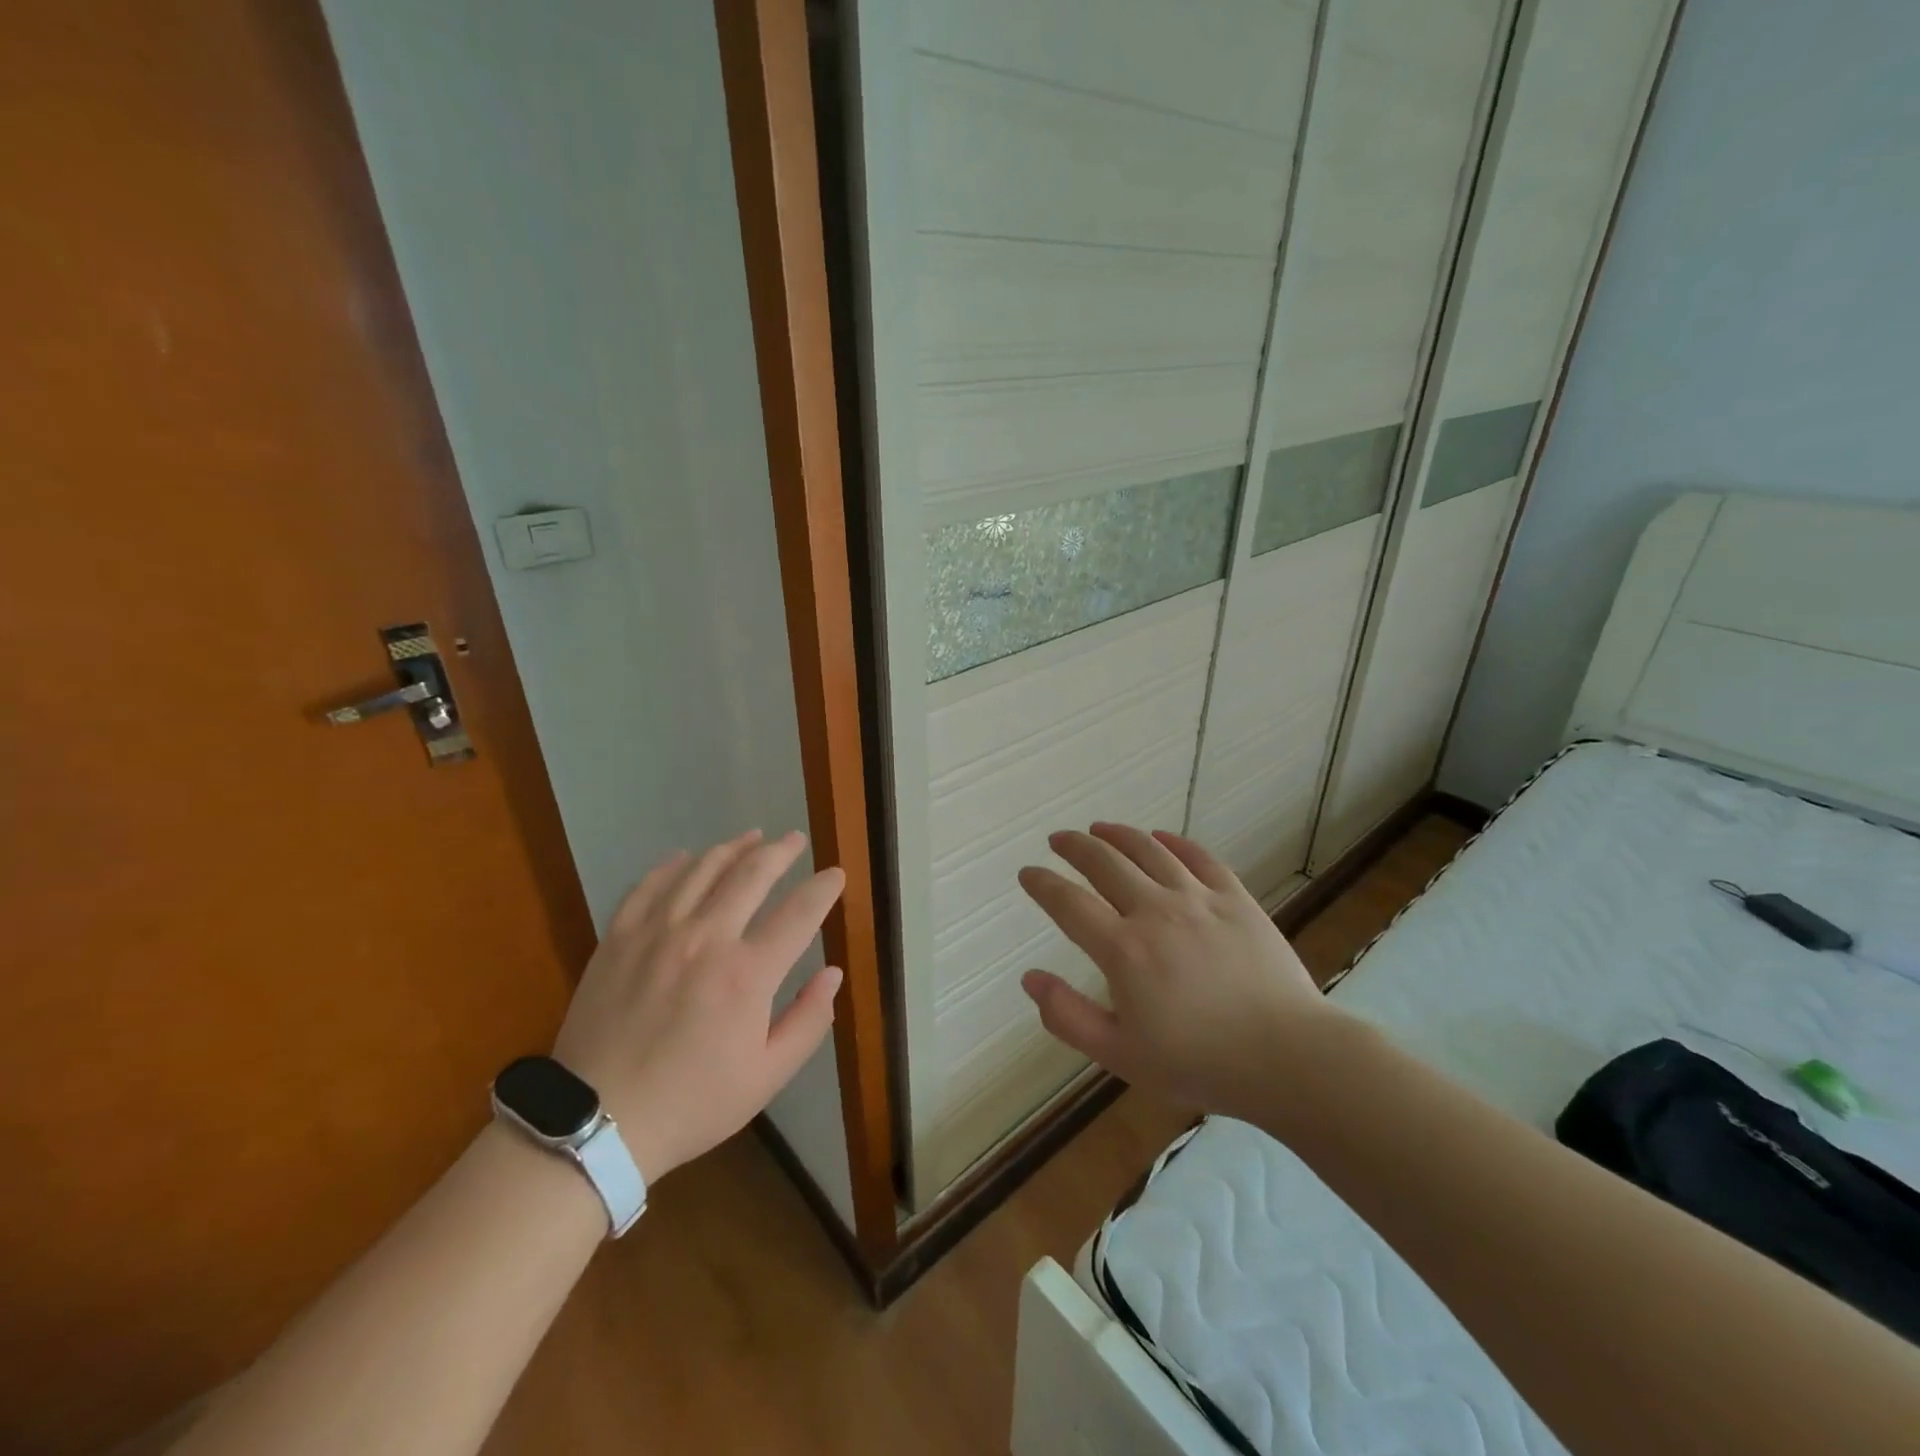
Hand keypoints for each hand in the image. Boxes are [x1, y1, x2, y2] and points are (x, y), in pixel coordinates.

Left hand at [551, 830, 844, 1181]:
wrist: (597, 1122)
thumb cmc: (692, 1103)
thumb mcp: (767, 1077)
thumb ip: (808, 1021)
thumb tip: (833, 974)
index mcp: (747, 974)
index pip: (799, 913)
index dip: (823, 889)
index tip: (836, 874)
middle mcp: (705, 939)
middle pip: (751, 875)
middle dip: (780, 852)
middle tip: (795, 840)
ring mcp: (657, 933)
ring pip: (702, 869)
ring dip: (732, 848)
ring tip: (752, 837)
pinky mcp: (619, 937)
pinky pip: (650, 884)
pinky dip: (673, 865)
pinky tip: (687, 858)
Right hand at [1018, 823, 1334, 1118]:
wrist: (1288, 1056)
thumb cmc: (1199, 1063)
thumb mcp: (1120, 1056)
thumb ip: (1068, 1017)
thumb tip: (1030, 979)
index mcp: (1123, 949)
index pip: (1068, 903)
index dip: (1042, 884)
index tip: (1028, 873)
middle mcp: (1155, 911)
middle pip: (1104, 863)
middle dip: (1074, 846)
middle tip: (1058, 840)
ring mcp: (1198, 899)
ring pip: (1148, 850)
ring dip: (1118, 834)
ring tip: (1099, 828)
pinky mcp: (1235, 898)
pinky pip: (1199, 857)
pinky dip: (1174, 841)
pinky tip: (1160, 837)